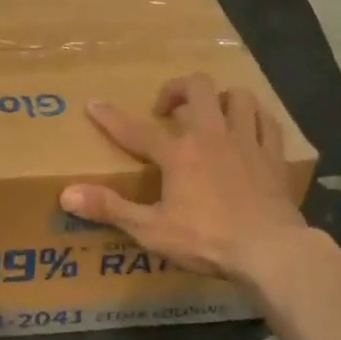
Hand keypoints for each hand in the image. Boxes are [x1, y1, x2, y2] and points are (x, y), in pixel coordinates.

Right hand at [61, 74, 305, 281]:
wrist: (270, 250)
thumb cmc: (207, 240)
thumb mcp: (151, 230)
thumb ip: (110, 209)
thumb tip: (66, 194)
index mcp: (179, 154)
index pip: (136, 130)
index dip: (111, 117)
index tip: (93, 104)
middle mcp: (212, 136)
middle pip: (197, 89)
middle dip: (177, 89)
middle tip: (167, 109)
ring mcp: (247, 142)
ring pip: (238, 96)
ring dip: (221, 98)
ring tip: (211, 113)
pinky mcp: (274, 156)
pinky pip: (267, 122)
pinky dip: (255, 118)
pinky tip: (249, 128)